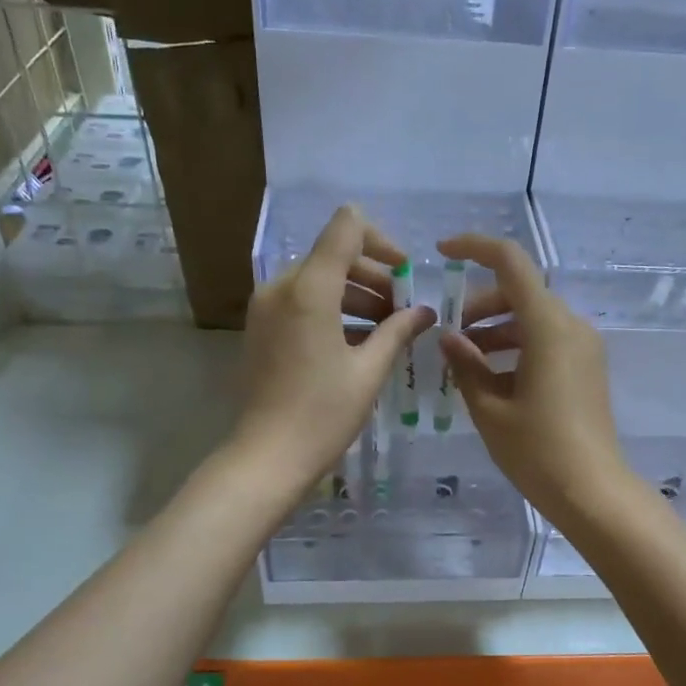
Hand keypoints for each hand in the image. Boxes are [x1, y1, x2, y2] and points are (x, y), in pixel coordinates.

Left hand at [233, 205, 433, 496]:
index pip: (346, 228)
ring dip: (355, 295)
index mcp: (309, 289)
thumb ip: (398, 330)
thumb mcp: (369, 370)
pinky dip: (331, 310)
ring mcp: (265, 307)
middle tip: (402, 312)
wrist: (268, 457)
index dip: (381, 242)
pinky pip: (301, 302)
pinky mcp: (260, 328)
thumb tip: (424, 312)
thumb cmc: (324, 414)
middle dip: (373, 277)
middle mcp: (281, 287)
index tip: (405, 274)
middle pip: (333, 256)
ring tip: (385, 331)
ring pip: (318, 280)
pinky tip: (357, 343)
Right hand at [436, 234, 630, 524]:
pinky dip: (517, 346)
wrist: (592, 491)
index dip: (474, 248)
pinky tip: (492, 377)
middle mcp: (571, 326)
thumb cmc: (537, 450)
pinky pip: (547, 339)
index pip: (510, 262)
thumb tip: (449, 338)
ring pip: (533, 317)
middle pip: (520, 291)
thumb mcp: (490, 408)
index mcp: (548, 326)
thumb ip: (466, 365)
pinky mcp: (587, 367)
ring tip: (464, 361)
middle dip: (480, 305)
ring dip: (496, 328)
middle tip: (449, 336)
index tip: (441, 254)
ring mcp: (584, 346)